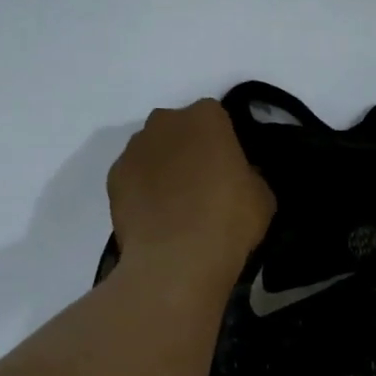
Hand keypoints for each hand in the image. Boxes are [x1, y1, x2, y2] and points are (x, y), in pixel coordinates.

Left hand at [108, 99, 275, 283]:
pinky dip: (143, 191)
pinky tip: (156, 218)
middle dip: (188, 150)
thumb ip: (249, 174)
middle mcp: (164, 122)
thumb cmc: (228, 220)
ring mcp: (133, 149)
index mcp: (206, 117)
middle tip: (202, 186)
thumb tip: (238, 176)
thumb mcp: (263, 196)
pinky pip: (134, 178)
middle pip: (178, 130)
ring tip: (176, 207)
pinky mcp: (113, 179)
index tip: (229, 170)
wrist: (177, 259)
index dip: (223, 144)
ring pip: (152, 152)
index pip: (216, 119)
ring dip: (163, 169)